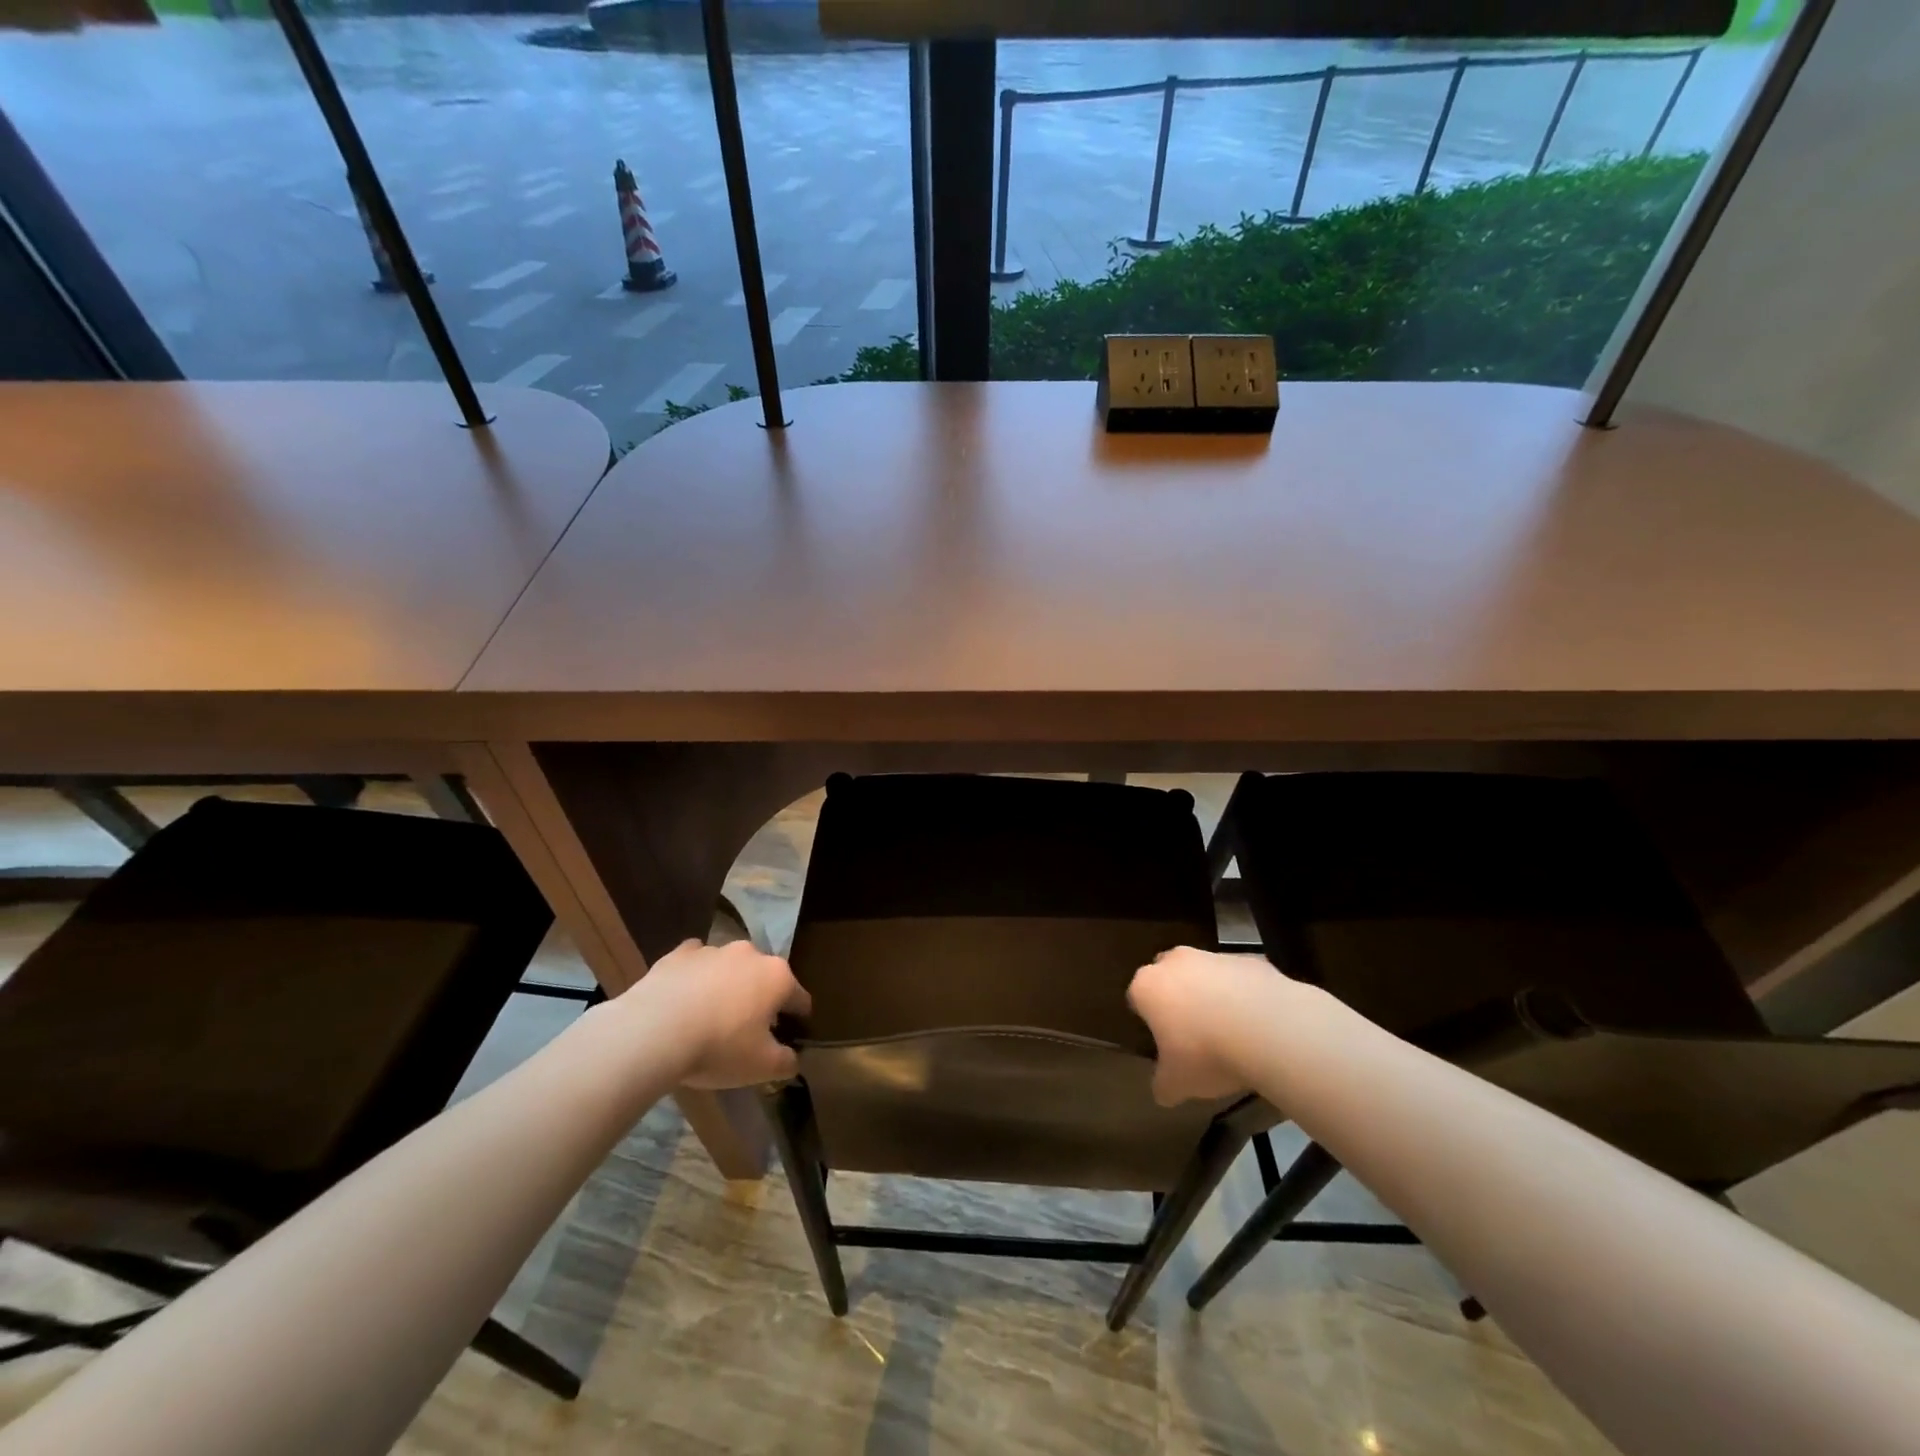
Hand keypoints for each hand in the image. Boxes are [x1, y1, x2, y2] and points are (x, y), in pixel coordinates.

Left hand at [621, 938, 811, 1089]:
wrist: (653, 1032)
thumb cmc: (718, 1047)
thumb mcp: (762, 1067)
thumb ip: (786, 1062)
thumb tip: (792, 1058)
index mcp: (777, 977)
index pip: (800, 998)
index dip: (798, 1019)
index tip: (790, 1037)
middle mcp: (750, 954)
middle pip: (764, 978)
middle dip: (761, 999)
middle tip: (747, 1031)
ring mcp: (713, 949)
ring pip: (729, 968)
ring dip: (727, 987)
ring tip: (710, 1017)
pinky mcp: (679, 954)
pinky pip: (696, 962)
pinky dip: (695, 976)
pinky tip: (685, 997)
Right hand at [1127, 946, 1286, 1104]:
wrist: (1267, 1028)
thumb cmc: (1206, 1053)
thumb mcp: (1178, 1083)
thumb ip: (1164, 1084)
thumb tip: (1163, 1091)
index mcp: (1147, 986)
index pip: (1136, 997)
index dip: (1148, 1020)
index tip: (1162, 1041)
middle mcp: (1175, 962)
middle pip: (1168, 976)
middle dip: (1177, 998)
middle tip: (1193, 1032)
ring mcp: (1213, 956)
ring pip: (1205, 973)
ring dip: (1212, 994)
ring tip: (1231, 1031)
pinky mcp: (1249, 959)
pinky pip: (1239, 978)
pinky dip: (1244, 995)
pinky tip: (1258, 1023)